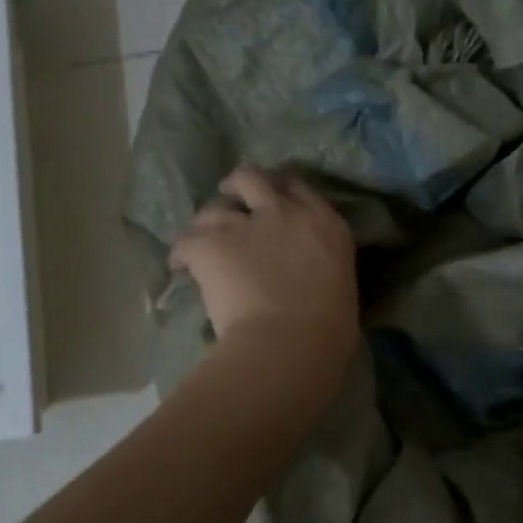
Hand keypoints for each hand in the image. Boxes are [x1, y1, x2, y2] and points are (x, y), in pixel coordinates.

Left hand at [169, 167, 359, 364]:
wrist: (290, 344)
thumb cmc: (329, 331)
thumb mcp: (342, 288)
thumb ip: (324, 272)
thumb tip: (313, 284)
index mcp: (325, 224)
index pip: (299, 188)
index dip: (282, 191)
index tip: (273, 202)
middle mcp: (284, 213)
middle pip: (253, 178)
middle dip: (238, 188)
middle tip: (232, 203)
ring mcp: (244, 225)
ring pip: (214, 208)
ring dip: (208, 223)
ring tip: (202, 241)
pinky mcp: (209, 244)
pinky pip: (184, 242)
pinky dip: (181, 255)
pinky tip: (180, 268)